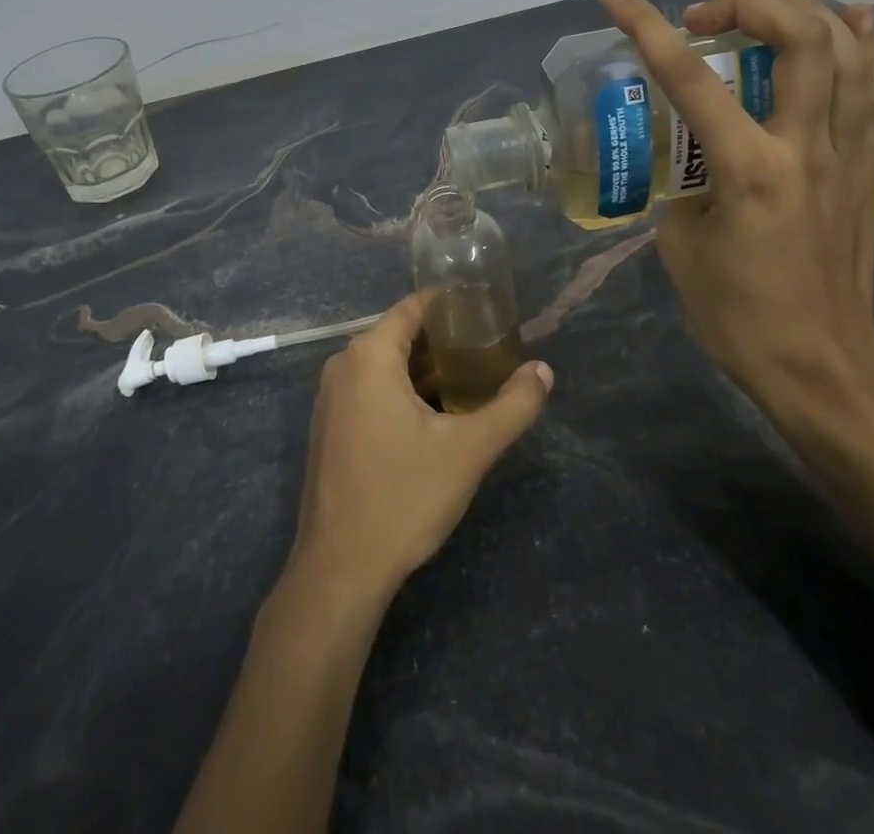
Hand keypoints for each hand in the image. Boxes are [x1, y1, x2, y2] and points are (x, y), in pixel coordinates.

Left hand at [288, 294, 551, 601]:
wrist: (340, 568)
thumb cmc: (403, 496)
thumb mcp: (469, 450)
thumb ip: (512, 406)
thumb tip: (544, 371)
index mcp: (369, 355)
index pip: (414, 307)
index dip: (453, 305)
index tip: (490, 313)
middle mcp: (343, 365)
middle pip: (401, 334)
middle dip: (446, 340)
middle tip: (491, 351)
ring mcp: (331, 397)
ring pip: (386, 365)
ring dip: (427, 369)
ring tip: (473, 380)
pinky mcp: (330, 426)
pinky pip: (371, 389)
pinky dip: (404, 391)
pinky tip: (437, 415)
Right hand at [599, 0, 873, 430]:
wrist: (822, 368)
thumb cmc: (738, 317)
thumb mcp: (680, 247)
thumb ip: (681, 186)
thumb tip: (689, 158)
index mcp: (749, 170)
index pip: (691, 78)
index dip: (646, 27)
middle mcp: (806, 149)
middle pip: (799, 41)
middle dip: (749, 6)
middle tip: (706, 17)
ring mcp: (848, 156)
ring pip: (849, 54)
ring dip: (806, 12)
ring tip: (766, 4)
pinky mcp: (870, 170)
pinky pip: (872, 91)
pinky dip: (861, 46)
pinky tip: (850, 21)